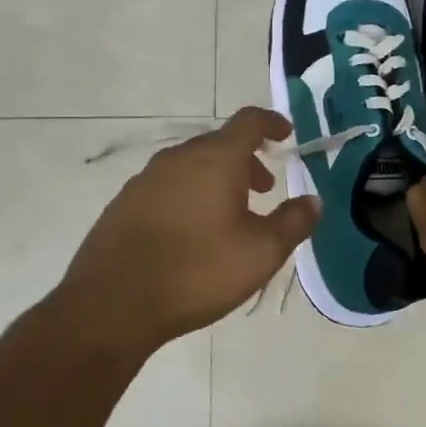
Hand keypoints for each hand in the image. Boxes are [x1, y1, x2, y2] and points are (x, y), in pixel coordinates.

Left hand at [56, 108, 319, 348]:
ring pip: (191, 166)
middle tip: (264, 188)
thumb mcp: (261, 252)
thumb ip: (293, 222)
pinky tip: (191, 232)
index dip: (272, 123)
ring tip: (230, 214)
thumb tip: (313, 201)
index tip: (286, 134)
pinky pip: (167, 187)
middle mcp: (179, 158)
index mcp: (216, 159)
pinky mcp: (124, 204)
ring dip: (217, 179)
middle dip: (246, 160)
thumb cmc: (198, 271)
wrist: (112, 304)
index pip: (249, 122)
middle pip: (219, 144)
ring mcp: (146, 180)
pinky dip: (189, 195)